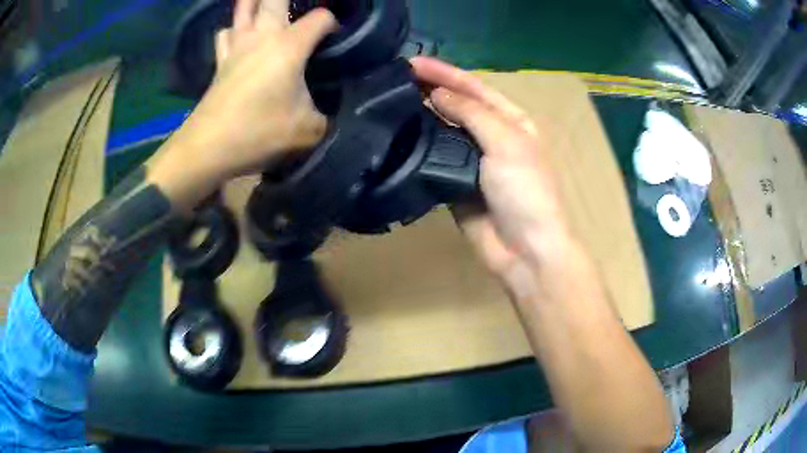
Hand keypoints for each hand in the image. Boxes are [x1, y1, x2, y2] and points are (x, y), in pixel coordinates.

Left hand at [151, 0, 336, 210]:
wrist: (209, 148)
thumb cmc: (259, 133)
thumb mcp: (307, 130)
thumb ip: (325, 116)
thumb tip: (326, 113)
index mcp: (289, 47)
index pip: (320, 18)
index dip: (332, 22)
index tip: (334, 37)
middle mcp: (262, 37)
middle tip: (298, 6)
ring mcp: (237, 46)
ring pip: (243, 8)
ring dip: (254, 2)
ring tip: (265, 6)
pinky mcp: (220, 61)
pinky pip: (226, 32)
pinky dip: (234, 27)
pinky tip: (240, 34)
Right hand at [411, 57, 572, 298]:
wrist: (523, 249)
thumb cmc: (525, 191)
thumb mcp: (506, 143)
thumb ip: (472, 113)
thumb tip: (436, 94)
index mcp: (511, 120)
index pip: (474, 87)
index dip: (444, 73)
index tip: (411, 63)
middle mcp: (491, 135)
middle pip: (456, 105)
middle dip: (429, 89)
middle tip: (392, 78)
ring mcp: (471, 159)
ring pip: (442, 130)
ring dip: (419, 114)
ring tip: (388, 100)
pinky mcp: (454, 181)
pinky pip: (433, 158)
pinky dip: (417, 145)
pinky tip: (395, 134)